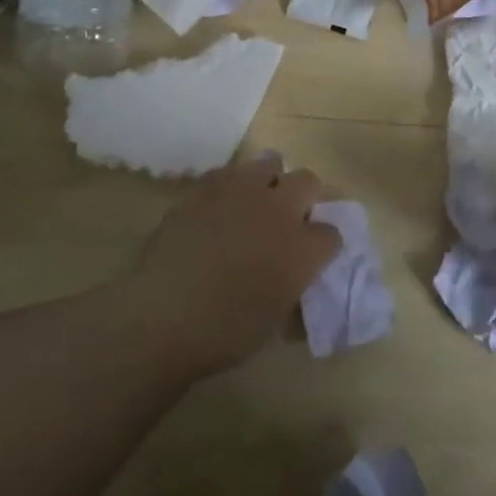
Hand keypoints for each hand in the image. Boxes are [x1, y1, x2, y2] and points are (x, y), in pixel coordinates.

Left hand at [130, 156, 342, 377]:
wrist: (163, 315)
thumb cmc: (223, 332)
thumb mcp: (273, 320)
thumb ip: (291, 285)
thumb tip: (292, 273)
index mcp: (302, 248)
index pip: (331, 233)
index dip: (323, 245)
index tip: (313, 255)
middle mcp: (279, 209)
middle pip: (309, 181)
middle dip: (306, 197)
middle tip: (289, 220)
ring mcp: (243, 190)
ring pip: (271, 164)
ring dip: (270, 182)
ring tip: (256, 204)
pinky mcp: (209, 185)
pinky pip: (230, 173)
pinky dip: (232, 186)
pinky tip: (220, 208)